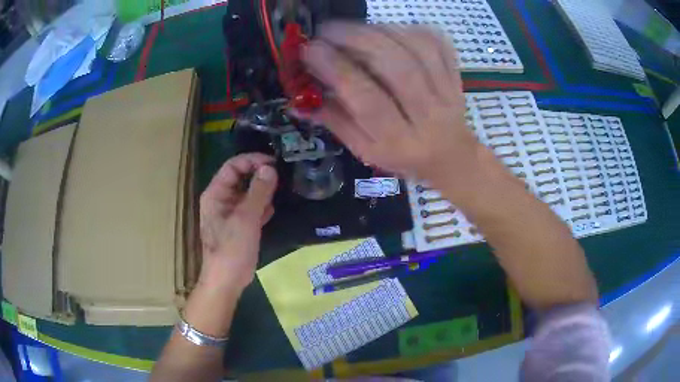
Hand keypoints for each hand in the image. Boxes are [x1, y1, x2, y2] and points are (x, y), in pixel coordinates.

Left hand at [198, 153, 277, 291]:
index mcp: (216, 193)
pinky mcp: (240, 225)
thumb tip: (270, 168)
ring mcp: (230, 213)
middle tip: (282, 175)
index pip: (233, 166)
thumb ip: (258, 192)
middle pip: (241, 178)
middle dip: (260, 175)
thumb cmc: (231, 248)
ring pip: (248, 193)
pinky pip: (251, 208)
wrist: (227, 280)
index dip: (252, 160)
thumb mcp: (246, 218)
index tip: (274, 162)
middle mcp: (221, 199)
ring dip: (263, 191)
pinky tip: (272, 210)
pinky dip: (262, 207)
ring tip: (281, 190)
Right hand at [302, 23, 483, 191]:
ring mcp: (446, 92)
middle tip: (328, 29)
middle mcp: (427, 115)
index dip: (337, 70)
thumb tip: (297, 101)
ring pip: (418, 49)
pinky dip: (411, 28)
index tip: (311, 49)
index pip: (368, 100)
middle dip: (357, 40)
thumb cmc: (403, 155)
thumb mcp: (366, 150)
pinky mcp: (455, 76)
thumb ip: (335, 122)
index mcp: (398, 141)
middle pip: (397, 67)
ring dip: (380, 30)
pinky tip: (390, 29)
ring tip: (354, 28)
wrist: (451, 155)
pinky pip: (438, 44)